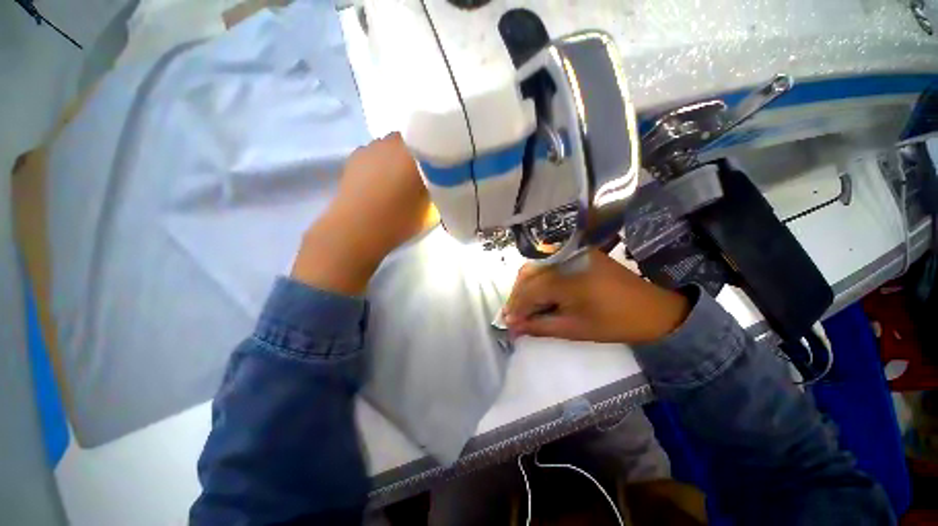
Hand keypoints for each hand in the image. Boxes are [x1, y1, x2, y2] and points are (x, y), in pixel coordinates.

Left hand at [292, 133, 437, 294]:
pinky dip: (381, 162)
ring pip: (391, 146)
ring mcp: (371, 147)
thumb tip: (437, 181)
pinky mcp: (354, 157)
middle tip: (422, 176)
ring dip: (398, 158)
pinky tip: (380, 181)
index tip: (441, 171)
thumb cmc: (398, 220)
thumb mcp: (431, 209)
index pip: (433, 144)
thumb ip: (438, 190)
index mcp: (415, 153)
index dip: (438, 157)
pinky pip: (375, 153)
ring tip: (399, 179)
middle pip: (412, 142)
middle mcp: (393, 142)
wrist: (356, 229)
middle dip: (418, 156)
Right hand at [503, 250, 690, 344]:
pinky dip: (537, 280)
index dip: (516, 309)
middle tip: (513, 318)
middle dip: (517, 297)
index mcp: (568, 279)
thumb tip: (513, 326)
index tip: (508, 326)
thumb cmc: (615, 323)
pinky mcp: (577, 253)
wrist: (653, 308)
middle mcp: (566, 259)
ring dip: (524, 287)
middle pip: (527, 275)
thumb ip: (539, 326)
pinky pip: (548, 265)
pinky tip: (537, 294)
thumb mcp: (575, 329)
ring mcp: (572, 253)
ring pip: (535, 268)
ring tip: (522, 308)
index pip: (529, 292)